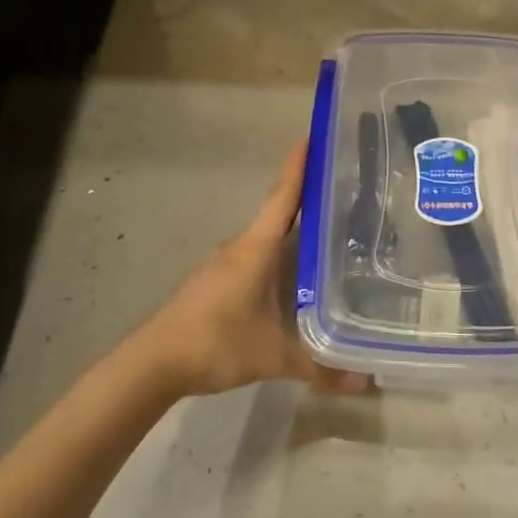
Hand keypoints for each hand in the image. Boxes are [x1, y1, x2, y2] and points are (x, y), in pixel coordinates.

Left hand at [128, 142, 367, 399]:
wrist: (152, 363)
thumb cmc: (215, 342)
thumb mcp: (273, 356)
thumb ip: (319, 367)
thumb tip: (364, 382)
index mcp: (257, 248)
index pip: (284, 197)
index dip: (299, 166)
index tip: (313, 135)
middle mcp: (241, 247)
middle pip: (280, 213)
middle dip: (310, 198)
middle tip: (347, 191)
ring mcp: (226, 264)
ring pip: (268, 238)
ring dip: (294, 230)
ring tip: (331, 233)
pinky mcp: (217, 281)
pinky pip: (256, 257)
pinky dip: (279, 256)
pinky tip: (295, 275)